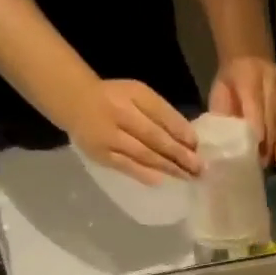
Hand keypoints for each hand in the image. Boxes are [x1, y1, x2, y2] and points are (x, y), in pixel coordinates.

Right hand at [66, 78, 202, 183]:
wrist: (75, 102)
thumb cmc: (115, 98)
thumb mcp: (138, 94)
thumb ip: (161, 112)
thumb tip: (188, 138)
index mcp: (134, 95)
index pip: (162, 114)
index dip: (181, 131)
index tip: (198, 146)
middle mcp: (121, 114)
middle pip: (155, 137)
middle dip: (180, 154)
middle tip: (199, 168)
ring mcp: (109, 136)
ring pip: (143, 153)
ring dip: (167, 167)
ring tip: (187, 176)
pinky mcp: (101, 154)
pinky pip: (125, 165)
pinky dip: (143, 173)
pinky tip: (160, 180)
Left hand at [209, 56, 275, 167]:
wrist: (248, 57)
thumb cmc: (230, 82)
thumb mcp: (219, 92)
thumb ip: (223, 113)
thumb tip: (225, 141)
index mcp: (248, 77)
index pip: (255, 104)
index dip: (257, 126)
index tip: (257, 148)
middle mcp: (272, 80)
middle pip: (274, 114)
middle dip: (270, 140)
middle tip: (265, 162)